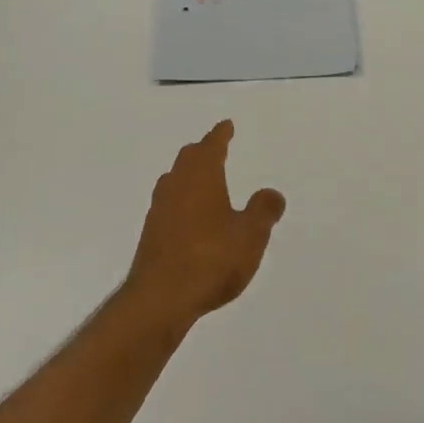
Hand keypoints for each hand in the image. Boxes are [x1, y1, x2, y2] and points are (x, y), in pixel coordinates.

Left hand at [123, 120, 286, 326]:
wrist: (160, 297)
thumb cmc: (211, 258)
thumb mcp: (250, 235)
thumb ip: (263, 211)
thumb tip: (272, 193)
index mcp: (201, 177)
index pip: (211, 147)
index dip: (220, 135)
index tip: (226, 125)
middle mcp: (176, 186)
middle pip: (188, 159)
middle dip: (203, 151)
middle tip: (215, 147)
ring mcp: (159, 210)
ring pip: (175, 181)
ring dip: (189, 175)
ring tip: (202, 179)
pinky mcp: (152, 235)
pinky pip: (169, 205)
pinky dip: (182, 200)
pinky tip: (190, 216)